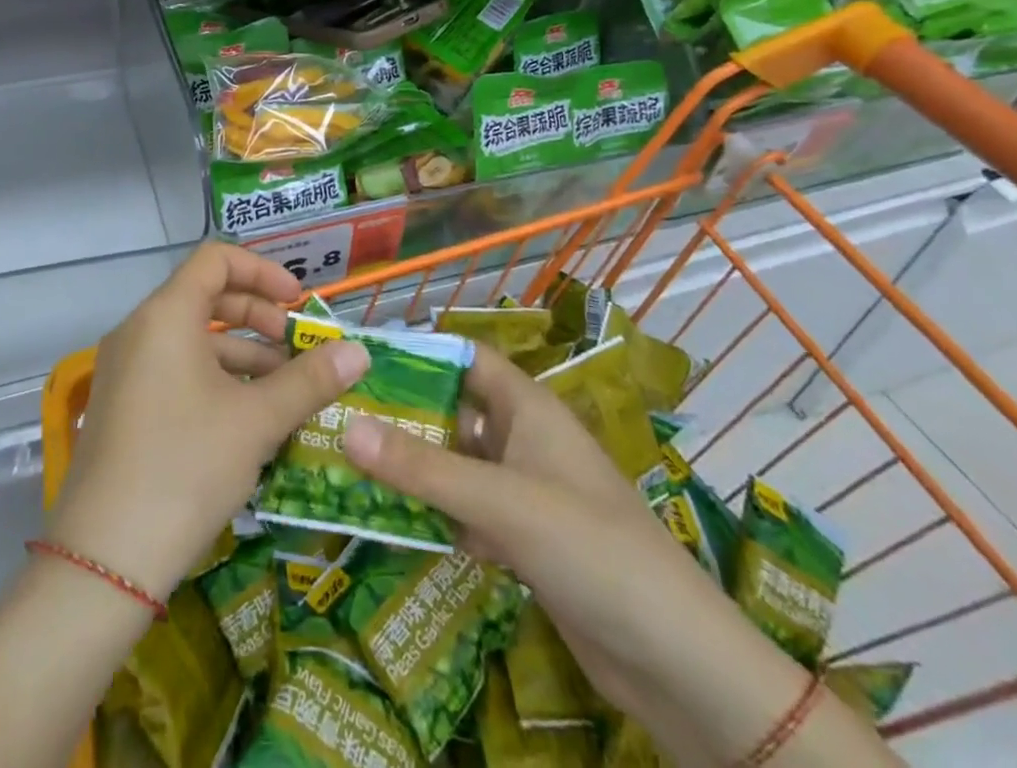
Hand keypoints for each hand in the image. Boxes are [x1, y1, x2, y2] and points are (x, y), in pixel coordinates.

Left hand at [47, 242, 369, 601]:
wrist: (104, 560)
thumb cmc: (186, 467)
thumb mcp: (256, 421)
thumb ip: (310, 380)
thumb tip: (359, 352)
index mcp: (166, 315)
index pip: (216, 259)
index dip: (263, 271)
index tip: (298, 304)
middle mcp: (139, 330)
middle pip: (206, 296)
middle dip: (258, 317)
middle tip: (297, 350)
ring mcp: (125, 369)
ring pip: (193, 339)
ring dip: (242, 354)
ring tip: (285, 391)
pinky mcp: (122, 405)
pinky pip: (175, 369)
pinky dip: (215, 379)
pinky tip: (248, 418)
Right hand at [342, 347, 740, 720]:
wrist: (677, 663)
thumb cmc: (591, 549)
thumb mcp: (501, 502)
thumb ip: (423, 468)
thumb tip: (346, 426)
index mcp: (528, 408)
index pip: (466, 358)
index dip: (419, 353)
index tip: (360, 358)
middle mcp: (524, 440)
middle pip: (454, 411)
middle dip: (404, 414)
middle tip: (339, 415)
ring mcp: (525, 492)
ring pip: (457, 465)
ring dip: (413, 467)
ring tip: (348, 463)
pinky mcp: (525, 541)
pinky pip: (467, 512)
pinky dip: (433, 513)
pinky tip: (388, 520)